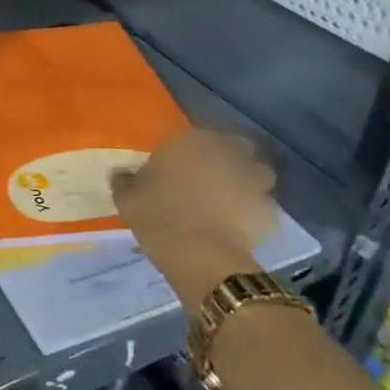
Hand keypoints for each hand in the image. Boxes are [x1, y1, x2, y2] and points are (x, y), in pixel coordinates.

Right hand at [112, 127, 276, 313]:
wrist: (198, 254)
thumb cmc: (158, 216)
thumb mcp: (127, 198)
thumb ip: (125, 181)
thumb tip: (121, 173)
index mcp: (191, 142)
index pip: (199, 135)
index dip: (195, 150)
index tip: (184, 165)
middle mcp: (226, 154)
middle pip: (237, 147)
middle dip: (230, 158)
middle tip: (213, 178)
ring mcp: (251, 181)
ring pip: (259, 173)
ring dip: (249, 181)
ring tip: (233, 200)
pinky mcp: (268, 209)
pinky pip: (264, 205)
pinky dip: (256, 212)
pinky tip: (242, 225)